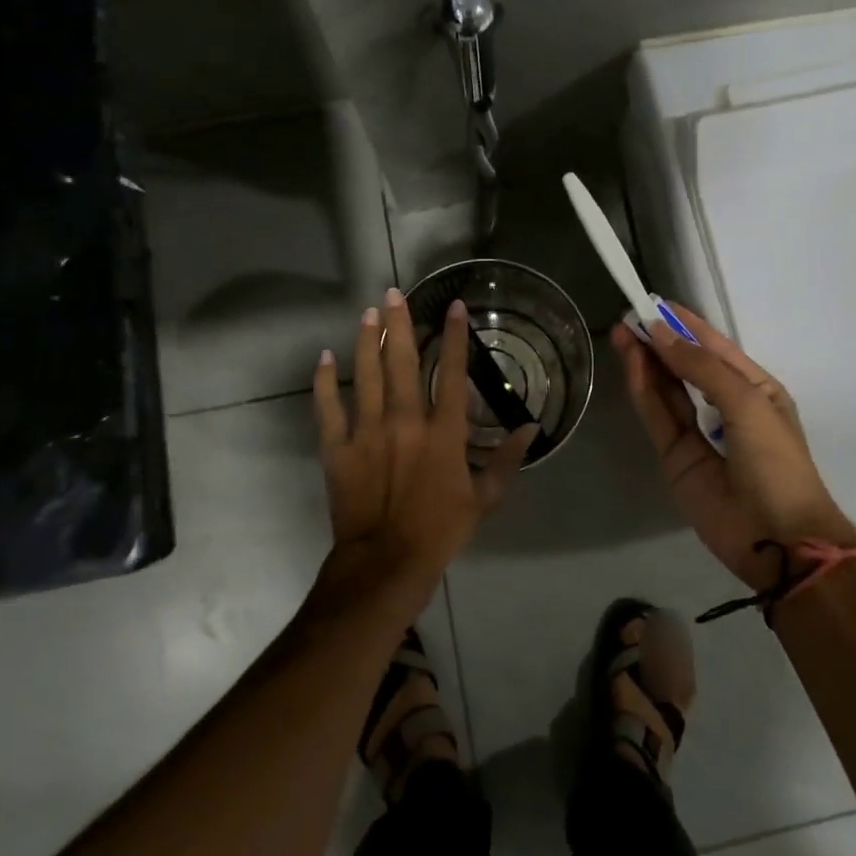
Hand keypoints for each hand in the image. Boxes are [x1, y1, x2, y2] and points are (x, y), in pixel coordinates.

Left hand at [314, 289, 535, 610]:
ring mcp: (367, 431)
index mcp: (443, 431)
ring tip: (368, 313)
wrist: (385, 562)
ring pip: (366, 374)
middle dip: (399, 323)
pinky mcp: (338, 448)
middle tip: (393, 293)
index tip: (453, 305)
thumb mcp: (485, 499)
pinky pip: (328, 407)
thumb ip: (507, 460)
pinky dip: (324, 381)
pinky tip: (325, 357)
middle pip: (402, 361)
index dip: (455, 336)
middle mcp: (405, 420)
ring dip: (367, 340)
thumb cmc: (441, 529)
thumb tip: (531, 429)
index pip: (453, 372)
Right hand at [612, 303, 855, 591]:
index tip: (655, 303)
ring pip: (667, 389)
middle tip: (629, 316)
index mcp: (754, 390)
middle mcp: (725, 407)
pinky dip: (643, 389)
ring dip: (647, 360)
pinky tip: (632, 362)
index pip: (715, 348)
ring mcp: (698, 433)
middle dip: (661, 340)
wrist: (778, 538)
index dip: (686, 325)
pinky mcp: (675, 456)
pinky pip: (657, 415)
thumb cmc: (775, 461)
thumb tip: (661, 334)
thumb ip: (701, 368)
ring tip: (622, 332)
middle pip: (686, 366)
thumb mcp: (746, 403)